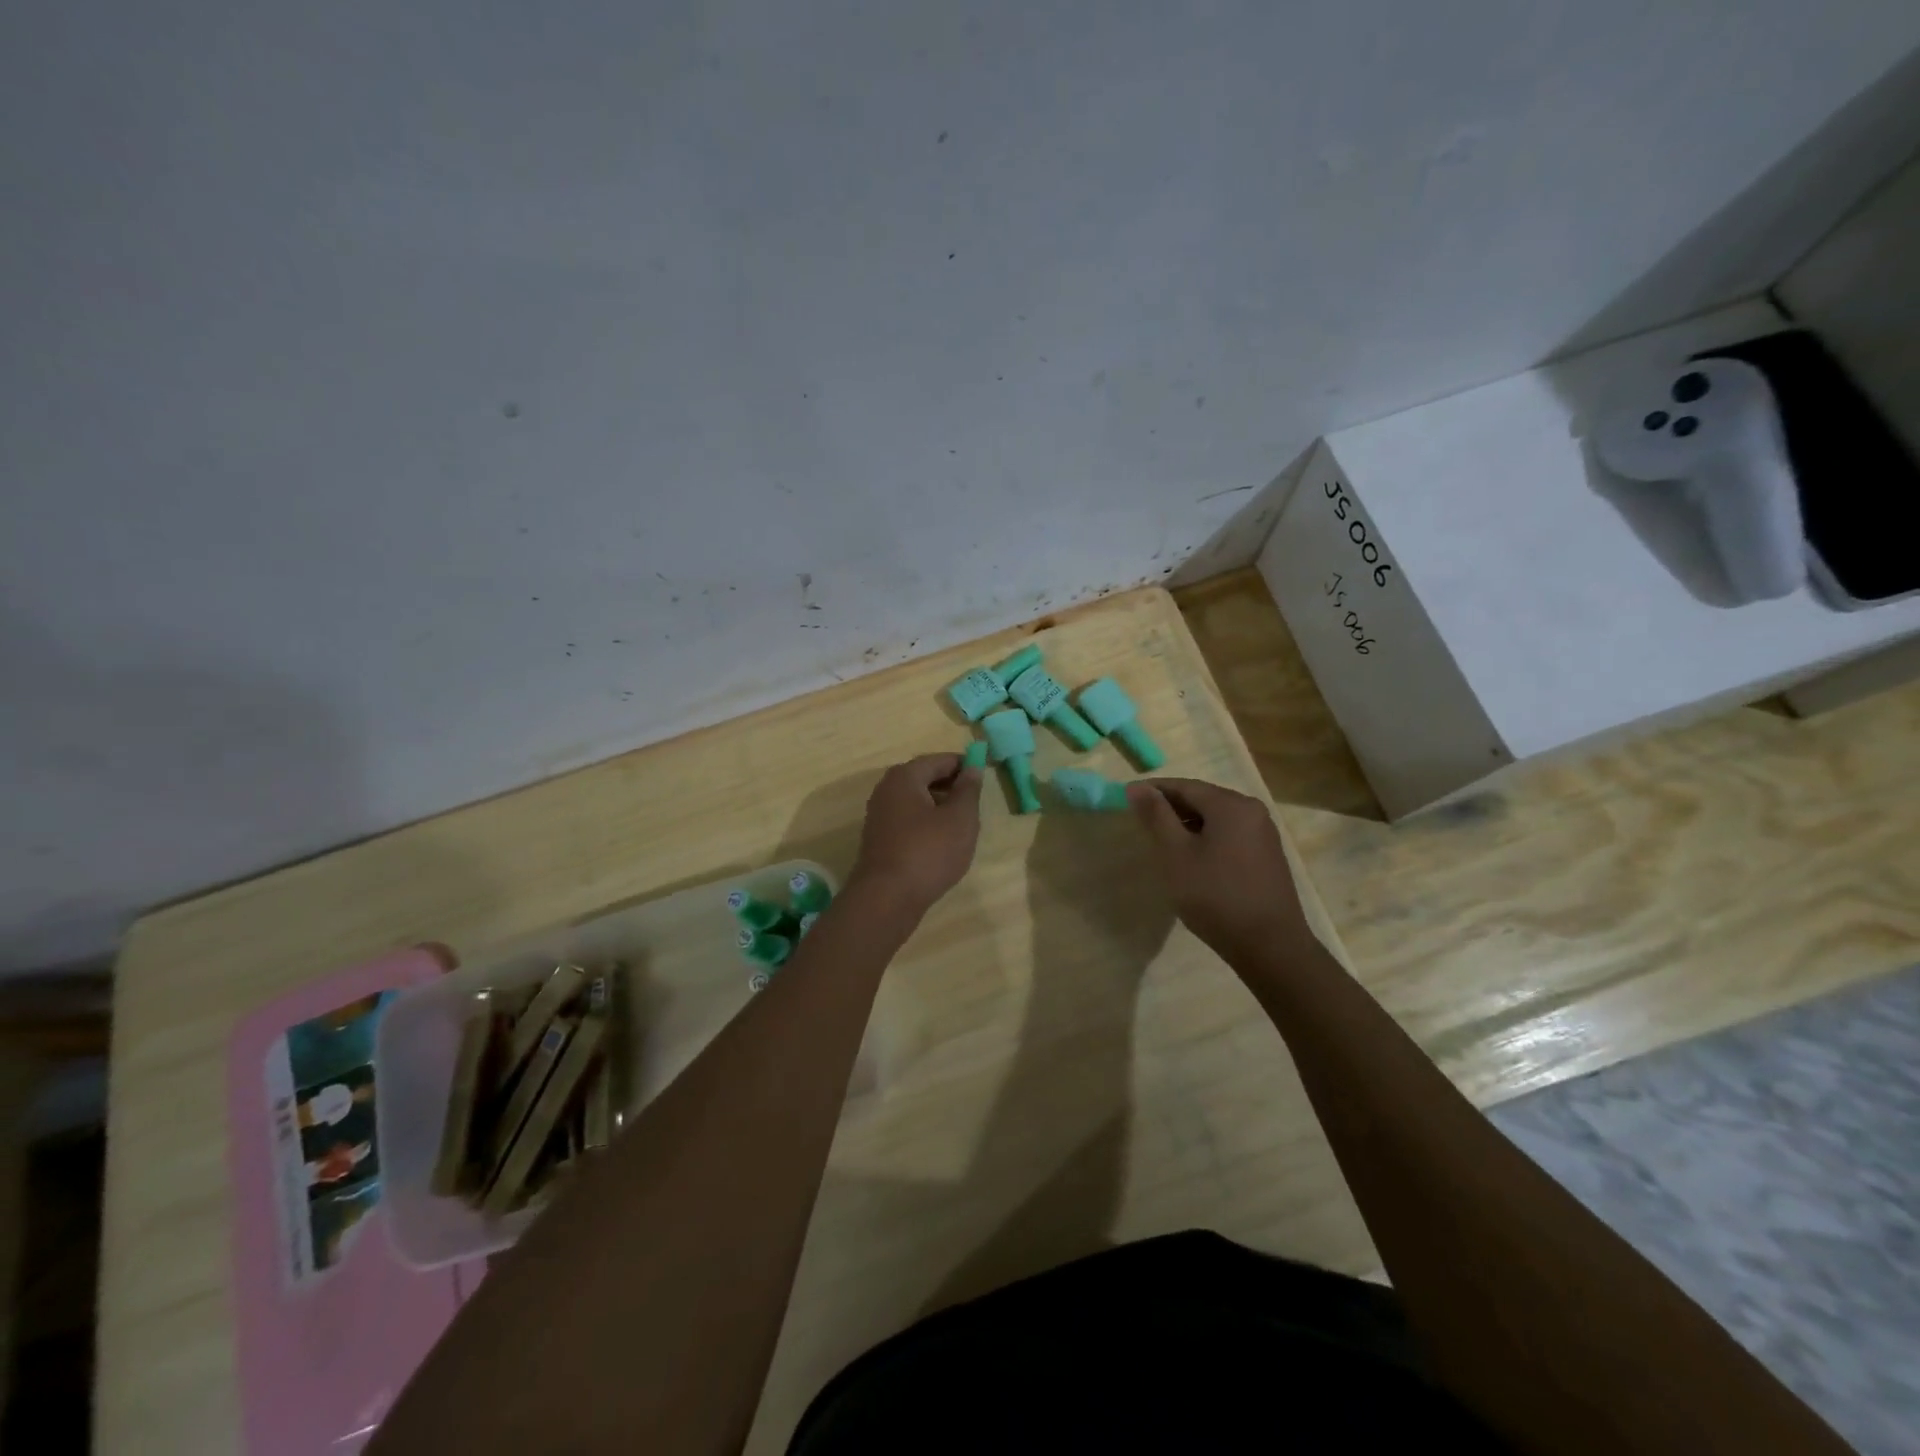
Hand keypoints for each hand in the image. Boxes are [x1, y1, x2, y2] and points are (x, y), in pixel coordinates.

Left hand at [848, 753, 983, 915]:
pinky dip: (927, 823)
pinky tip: (942, 842)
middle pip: (925, 778)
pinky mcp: (879, 838)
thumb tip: (972, 768)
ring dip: (940, 806)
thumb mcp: (960, 818)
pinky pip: (908, 819)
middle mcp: (887, 789)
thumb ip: (969, 790)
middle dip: (951, 785)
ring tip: (963, 824)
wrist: (887, 898)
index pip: (939, 760)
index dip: (964, 765)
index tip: (985, 775)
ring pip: (916, 800)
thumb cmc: (929, 852)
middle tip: (976, 801)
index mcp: (905, 777)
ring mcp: (879, 815)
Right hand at [1126, 778, 1309, 960]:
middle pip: (1202, 798)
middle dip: (1170, 807)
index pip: (1184, 786)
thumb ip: (1156, 817)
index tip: (1126, 797)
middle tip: (1141, 821)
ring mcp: (1263, 833)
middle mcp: (1252, 810)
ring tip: (1162, 841)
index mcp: (1230, 805)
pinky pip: (1230, 834)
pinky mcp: (1267, 855)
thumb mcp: (1176, 855)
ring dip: (1187, 824)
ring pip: (1216, 817)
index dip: (1153, 790)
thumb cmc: (1216, 896)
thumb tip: (1137, 787)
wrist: (1270, 946)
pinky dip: (1206, 837)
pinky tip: (1192, 858)